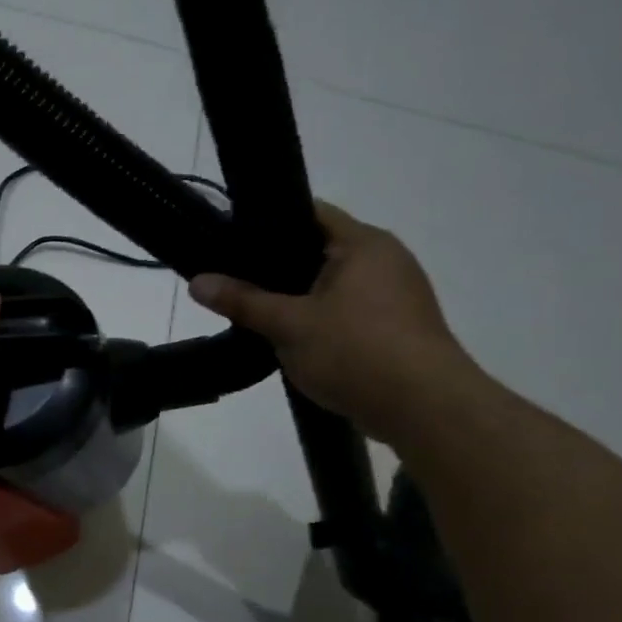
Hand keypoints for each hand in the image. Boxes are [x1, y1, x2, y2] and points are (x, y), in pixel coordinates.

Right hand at [188, 202, 480, 443]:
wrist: (424, 408)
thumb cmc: (356, 351)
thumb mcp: (288, 325)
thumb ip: (242, 301)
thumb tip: (196, 281)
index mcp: (364, 243)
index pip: (309, 213)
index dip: (267, 223)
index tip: (229, 240)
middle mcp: (386, 259)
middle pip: (318, 250)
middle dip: (276, 267)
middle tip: (234, 281)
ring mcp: (396, 295)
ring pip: (331, 285)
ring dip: (298, 299)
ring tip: (256, 313)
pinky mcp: (396, 328)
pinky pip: (347, 312)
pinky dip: (319, 321)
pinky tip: (292, 341)